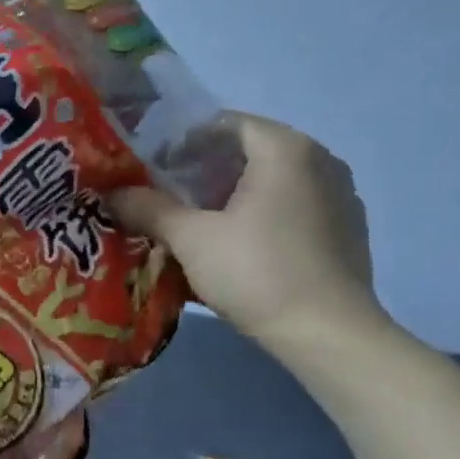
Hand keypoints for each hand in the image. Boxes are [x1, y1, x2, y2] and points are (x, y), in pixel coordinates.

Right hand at [111, 113, 383, 346]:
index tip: (156, 169)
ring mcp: (340, 195)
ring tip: (200, 223)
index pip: (226, 124)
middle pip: (250, 151)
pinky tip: (240, 246)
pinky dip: (262, 213)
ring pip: (273, 180)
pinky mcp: (347, 229)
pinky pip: (293, 205)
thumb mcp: (191, 239)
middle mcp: (320, 160)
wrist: (328, 334)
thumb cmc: (257, 272)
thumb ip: (149, 208)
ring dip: (233, 194)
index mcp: (286, 149)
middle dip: (205, 170)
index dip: (184, 142)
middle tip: (169, 197)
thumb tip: (112, 194)